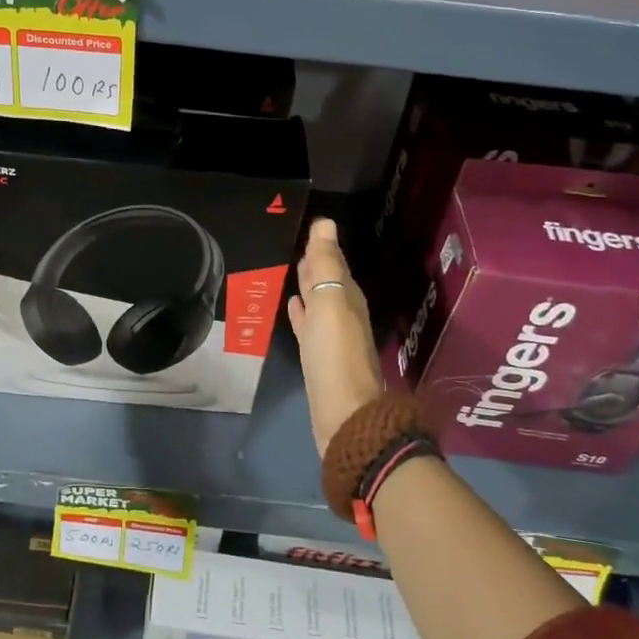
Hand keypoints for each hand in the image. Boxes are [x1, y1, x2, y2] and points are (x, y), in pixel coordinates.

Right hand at [285, 217, 383, 456]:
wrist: (342, 415)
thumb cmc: (334, 355)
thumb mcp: (330, 303)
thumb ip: (326, 265)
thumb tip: (325, 223)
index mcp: (348, 299)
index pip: (335, 264)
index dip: (322, 247)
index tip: (309, 226)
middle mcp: (343, 315)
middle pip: (328, 282)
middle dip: (316, 264)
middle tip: (297, 243)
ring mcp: (330, 339)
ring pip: (318, 303)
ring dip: (308, 287)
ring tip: (291, 270)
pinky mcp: (318, 359)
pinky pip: (308, 326)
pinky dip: (301, 313)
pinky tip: (292, 307)